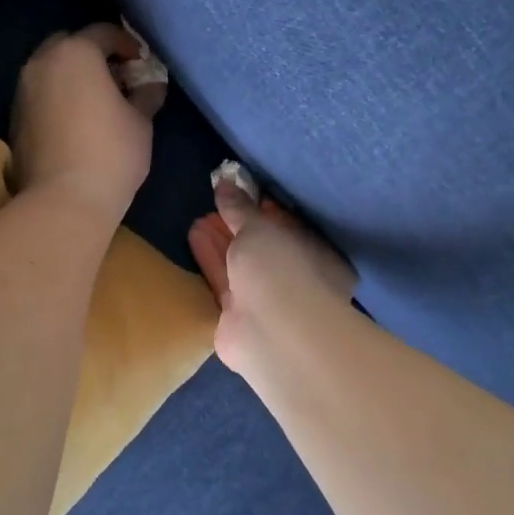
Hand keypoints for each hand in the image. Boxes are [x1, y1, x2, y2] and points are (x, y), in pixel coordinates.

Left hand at [10, 24, 165, 224]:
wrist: (64, 199)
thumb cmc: (112, 153)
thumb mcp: (140, 122)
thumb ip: (146, 96)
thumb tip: (152, 85)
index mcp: (76, 54)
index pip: (103, 33)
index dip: (126, 43)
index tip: (141, 62)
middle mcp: (42, 63)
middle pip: (70, 45)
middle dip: (93, 55)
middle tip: (117, 77)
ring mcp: (23, 91)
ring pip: (50, 69)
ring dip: (73, 76)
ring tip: (97, 100)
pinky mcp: (14, 118)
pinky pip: (40, 94)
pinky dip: (58, 97)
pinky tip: (76, 121)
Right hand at [188, 172, 356, 373]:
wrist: (270, 333)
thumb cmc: (280, 270)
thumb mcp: (259, 227)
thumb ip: (240, 207)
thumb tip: (225, 180)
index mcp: (319, 258)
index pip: (292, 229)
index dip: (266, 210)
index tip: (243, 194)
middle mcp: (296, 281)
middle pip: (262, 248)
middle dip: (237, 226)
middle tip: (214, 204)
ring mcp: (267, 303)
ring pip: (240, 265)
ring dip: (220, 241)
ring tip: (197, 217)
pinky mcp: (238, 318)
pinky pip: (223, 281)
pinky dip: (210, 259)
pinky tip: (194, 236)